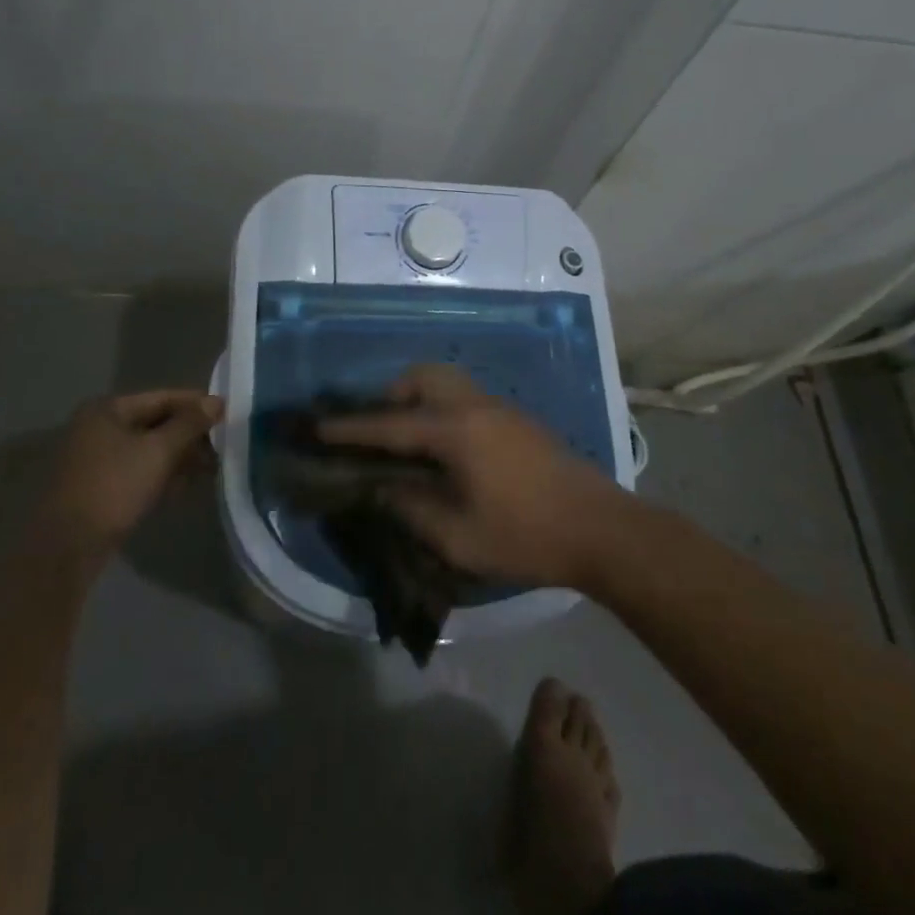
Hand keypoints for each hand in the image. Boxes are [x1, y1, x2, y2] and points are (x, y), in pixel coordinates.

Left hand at [49, 390, 221, 548]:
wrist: (66, 548)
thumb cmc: (113, 487)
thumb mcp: (158, 452)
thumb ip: (189, 424)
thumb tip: (217, 402)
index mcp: (107, 410)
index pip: (162, 397)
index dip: (196, 404)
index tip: (226, 413)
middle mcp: (98, 428)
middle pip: (154, 423)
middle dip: (189, 434)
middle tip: (222, 445)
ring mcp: (95, 459)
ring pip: (147, 449)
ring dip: (178, 457)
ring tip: (211, 467)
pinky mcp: (97, 487)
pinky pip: (137, 471)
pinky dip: (160, 474)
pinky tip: (185, 486)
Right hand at [318, 365, 627, 588]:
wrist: (599, 527)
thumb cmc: (524, 535)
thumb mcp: (457, 536)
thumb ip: (410, 507)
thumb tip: (380, 489)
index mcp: (455, 431)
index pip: (390, 424)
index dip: (349, 428)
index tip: (315, 426)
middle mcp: (474, 406)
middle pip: (422, 377)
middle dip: (390, 396)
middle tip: (376, 431)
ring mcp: (499, 408)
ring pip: (447, 382)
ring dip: (419, 398)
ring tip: (407, 439)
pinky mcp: (516, 419)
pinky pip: (465, 397)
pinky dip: (442, 407)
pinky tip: (445, 448)